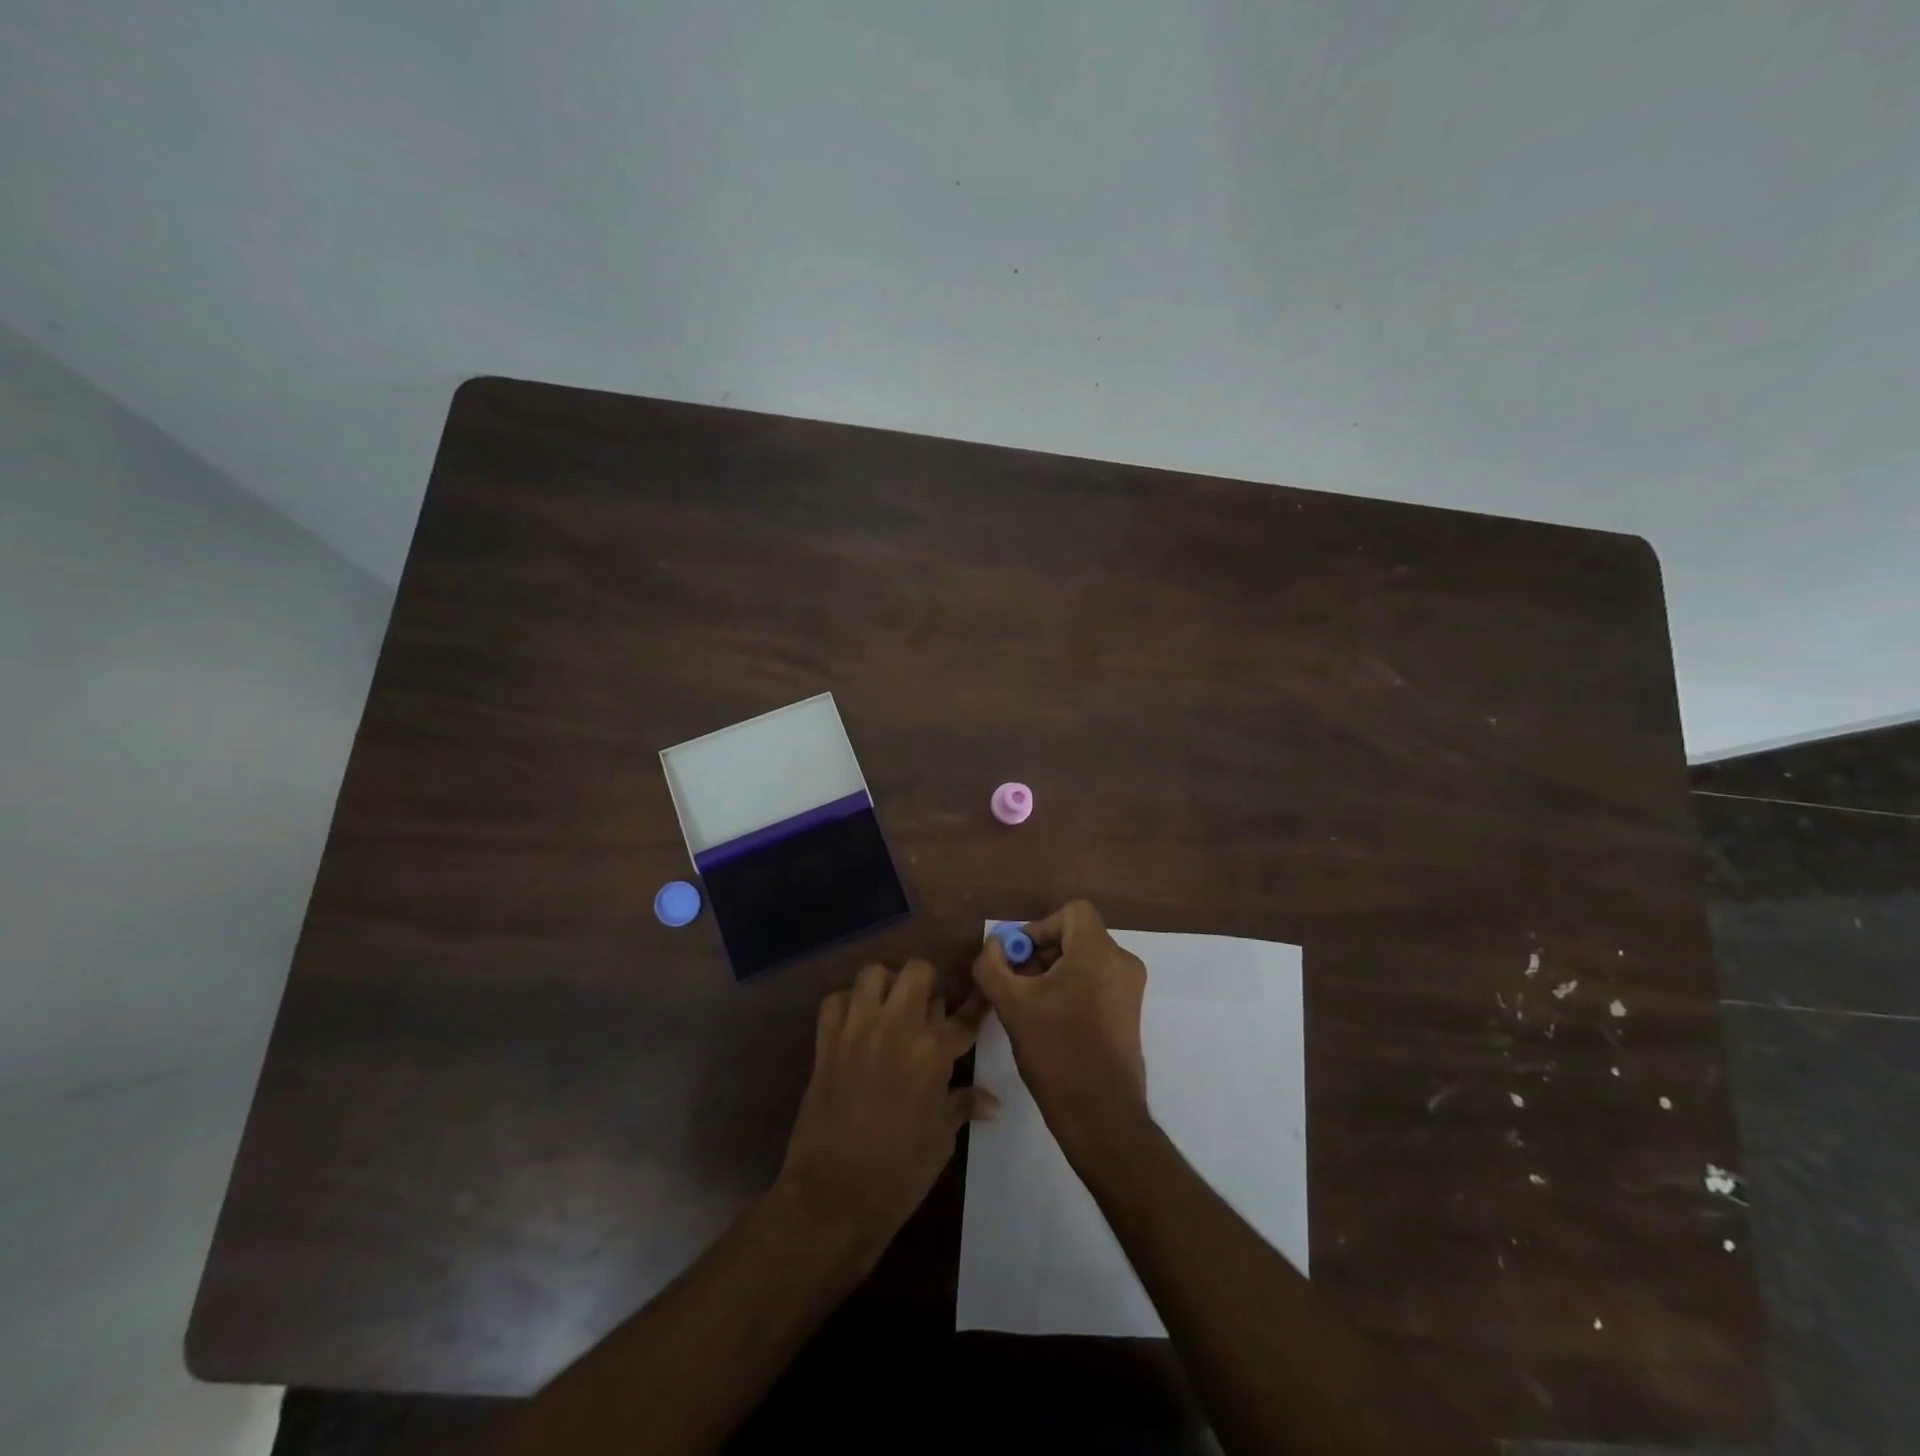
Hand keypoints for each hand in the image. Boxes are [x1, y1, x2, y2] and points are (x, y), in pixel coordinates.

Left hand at [776, 960, 995, 1267]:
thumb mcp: (941, 1138)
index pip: (965, 1016)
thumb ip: (963, 1104)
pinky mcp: (826, 1042)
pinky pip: (835, 1000)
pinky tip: (856, 1023)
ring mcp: (858, 1030)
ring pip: (874, 974)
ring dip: (887, 985)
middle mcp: (897, 1027)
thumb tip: (994, 1102)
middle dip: (929, 982)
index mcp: (932, 1052)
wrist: (834, 1195)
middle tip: (929, 1007)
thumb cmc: (900, 1171)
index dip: (978, 1002)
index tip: (984, 991)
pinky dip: (847, 1004)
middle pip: (918, 971)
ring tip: (891, 1008)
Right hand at [971, 901, 1148, 1138]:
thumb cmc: (1056, 1051)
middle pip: (1078, 935)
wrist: (1100, 1113)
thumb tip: (993, 945)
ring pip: (1086, 959)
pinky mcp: (1130, 1012)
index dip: (1039, 927)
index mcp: (1099, 952)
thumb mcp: (1011, 1004)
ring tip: (1030, 1003)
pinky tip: (1051, 1018)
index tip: (1018, 958)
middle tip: (1016, 980)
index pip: (1071, 912)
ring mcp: (1131, 989)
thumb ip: (992, 965)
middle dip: (1043, 951)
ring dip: (1055, 971)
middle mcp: (1122, 962)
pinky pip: (1098, 981)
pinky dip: (1073, 987)